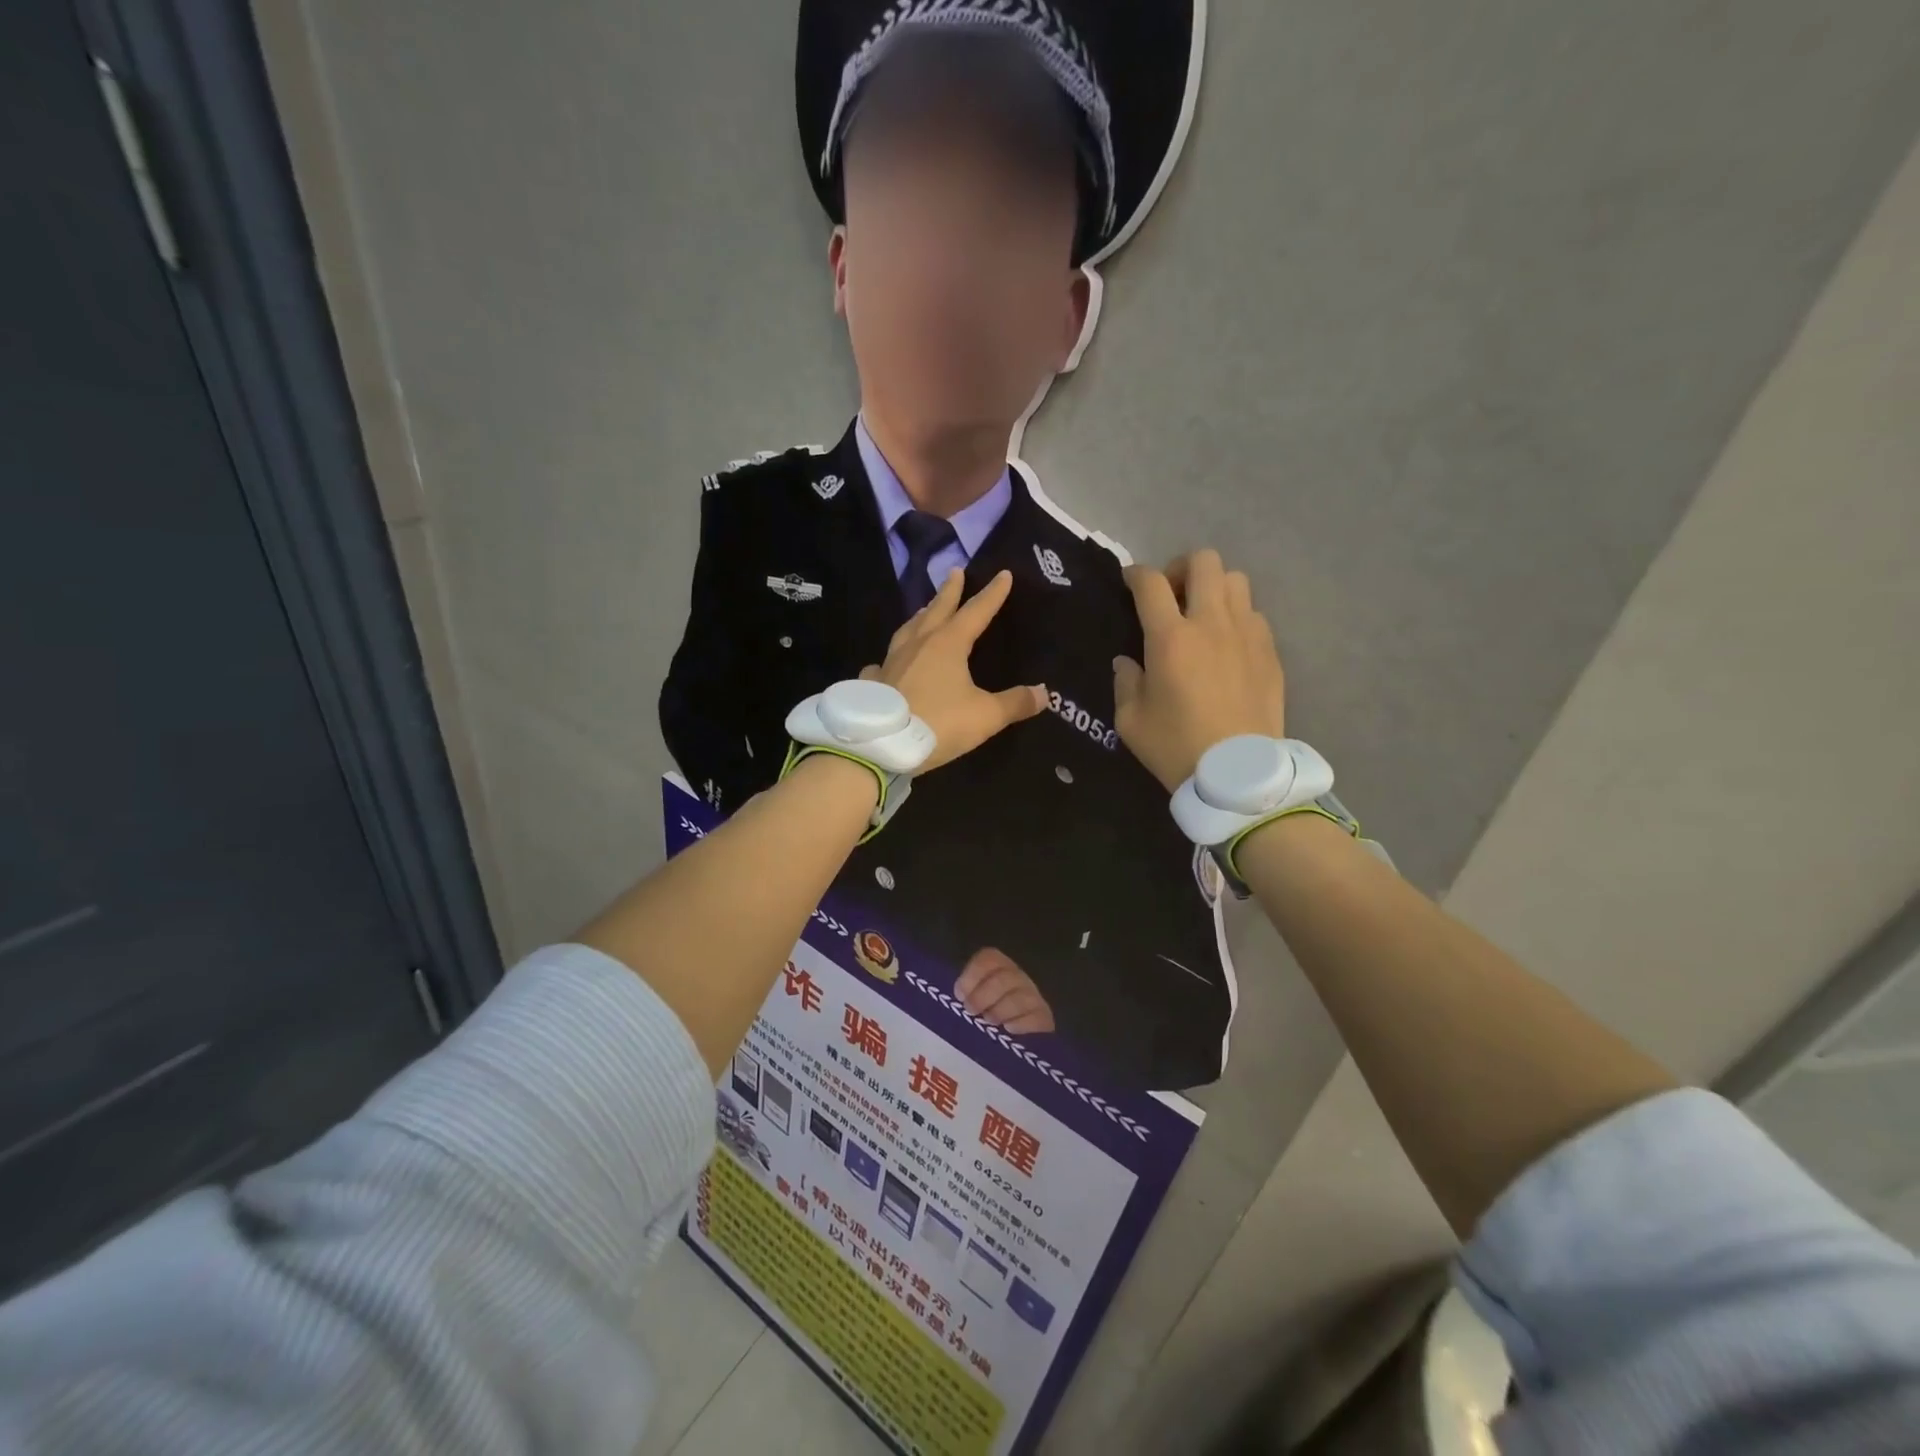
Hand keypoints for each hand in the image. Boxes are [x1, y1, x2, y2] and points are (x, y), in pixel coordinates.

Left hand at [866, 569, 1046, 772]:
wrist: (881, 744)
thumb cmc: (939, 724)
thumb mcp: (985, 716)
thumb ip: (1015, 703)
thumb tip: (1044, 693)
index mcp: (948, 644)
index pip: (976, 611)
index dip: (992, 594)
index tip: (1003, 574)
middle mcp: (918, 644)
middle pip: (937, 610)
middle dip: (949, 591)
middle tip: (955, 571)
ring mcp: (891, 662)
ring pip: (907, 630)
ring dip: (919, 617)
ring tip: (924, 610)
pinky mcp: (873, 683)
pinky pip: (881, 665)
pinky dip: (886, 661)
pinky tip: (884, 664)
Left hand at [955, 948, 1055, 1036]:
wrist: (1022, 1030)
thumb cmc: (988, 1008)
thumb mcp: (974, 993)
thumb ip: (967, 991)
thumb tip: (958, 996)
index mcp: (998, 965)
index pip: (988, 959)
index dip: (972, 976)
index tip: (960, 995)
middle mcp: (1018, 976)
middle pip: (1003, 979)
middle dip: (983, 996)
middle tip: (972, 1011)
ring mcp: (1034, 995)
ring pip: (1020, 998)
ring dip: (1000, 1011)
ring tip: (989, 1021)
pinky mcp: (1044, 1016)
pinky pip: (1035, 1018)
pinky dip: (1020, 1024)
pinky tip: (1009, 1029)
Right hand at [1112, 549, 1286, 791]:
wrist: (1237, 775)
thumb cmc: (1175, 747)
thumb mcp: (1130, 720)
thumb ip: (1125, 681)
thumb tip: (1129, 661)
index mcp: (1170, 638)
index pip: (1150, 583)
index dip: (1135, 575)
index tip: (1129, 584)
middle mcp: (1211, 623)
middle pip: (1203, 561)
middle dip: (1181, 569)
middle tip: (1171, 596)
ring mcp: (1247, 634)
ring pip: (1236, 580)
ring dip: (1214, 588)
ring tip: (1203, 616)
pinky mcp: (1270, 652)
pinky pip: (1254, 614)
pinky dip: (1237, 617)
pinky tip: (1227, 646)